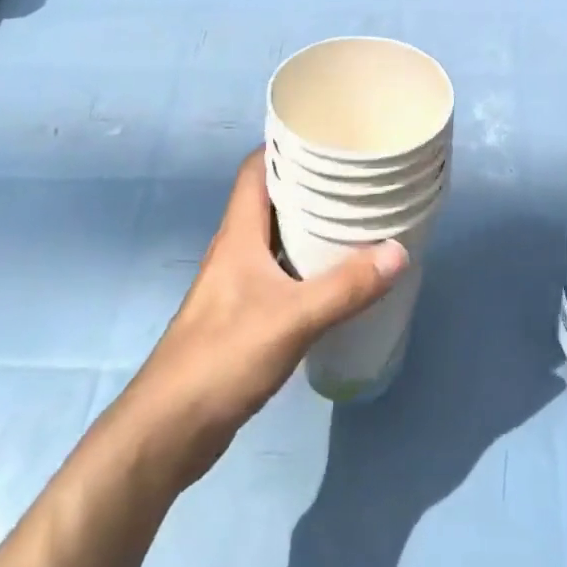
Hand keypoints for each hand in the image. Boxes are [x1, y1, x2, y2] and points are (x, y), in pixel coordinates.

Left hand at [123, 150, 407, 485]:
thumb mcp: (293, 319)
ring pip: (274, 237)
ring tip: (352, 217)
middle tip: (353, 175)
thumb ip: (346, 287)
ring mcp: (236, 283)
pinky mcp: (241, 315)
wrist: (167, 431)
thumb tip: (398, 251)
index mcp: (238, 233)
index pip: (256, 168)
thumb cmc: (223, 357)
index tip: (325, 135)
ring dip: (307, 225)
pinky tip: (333, 275)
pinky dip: (304, 263)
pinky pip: (278, 271)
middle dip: (308, 183)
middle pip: (270, 199)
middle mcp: (235, 249)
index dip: (284, 145)